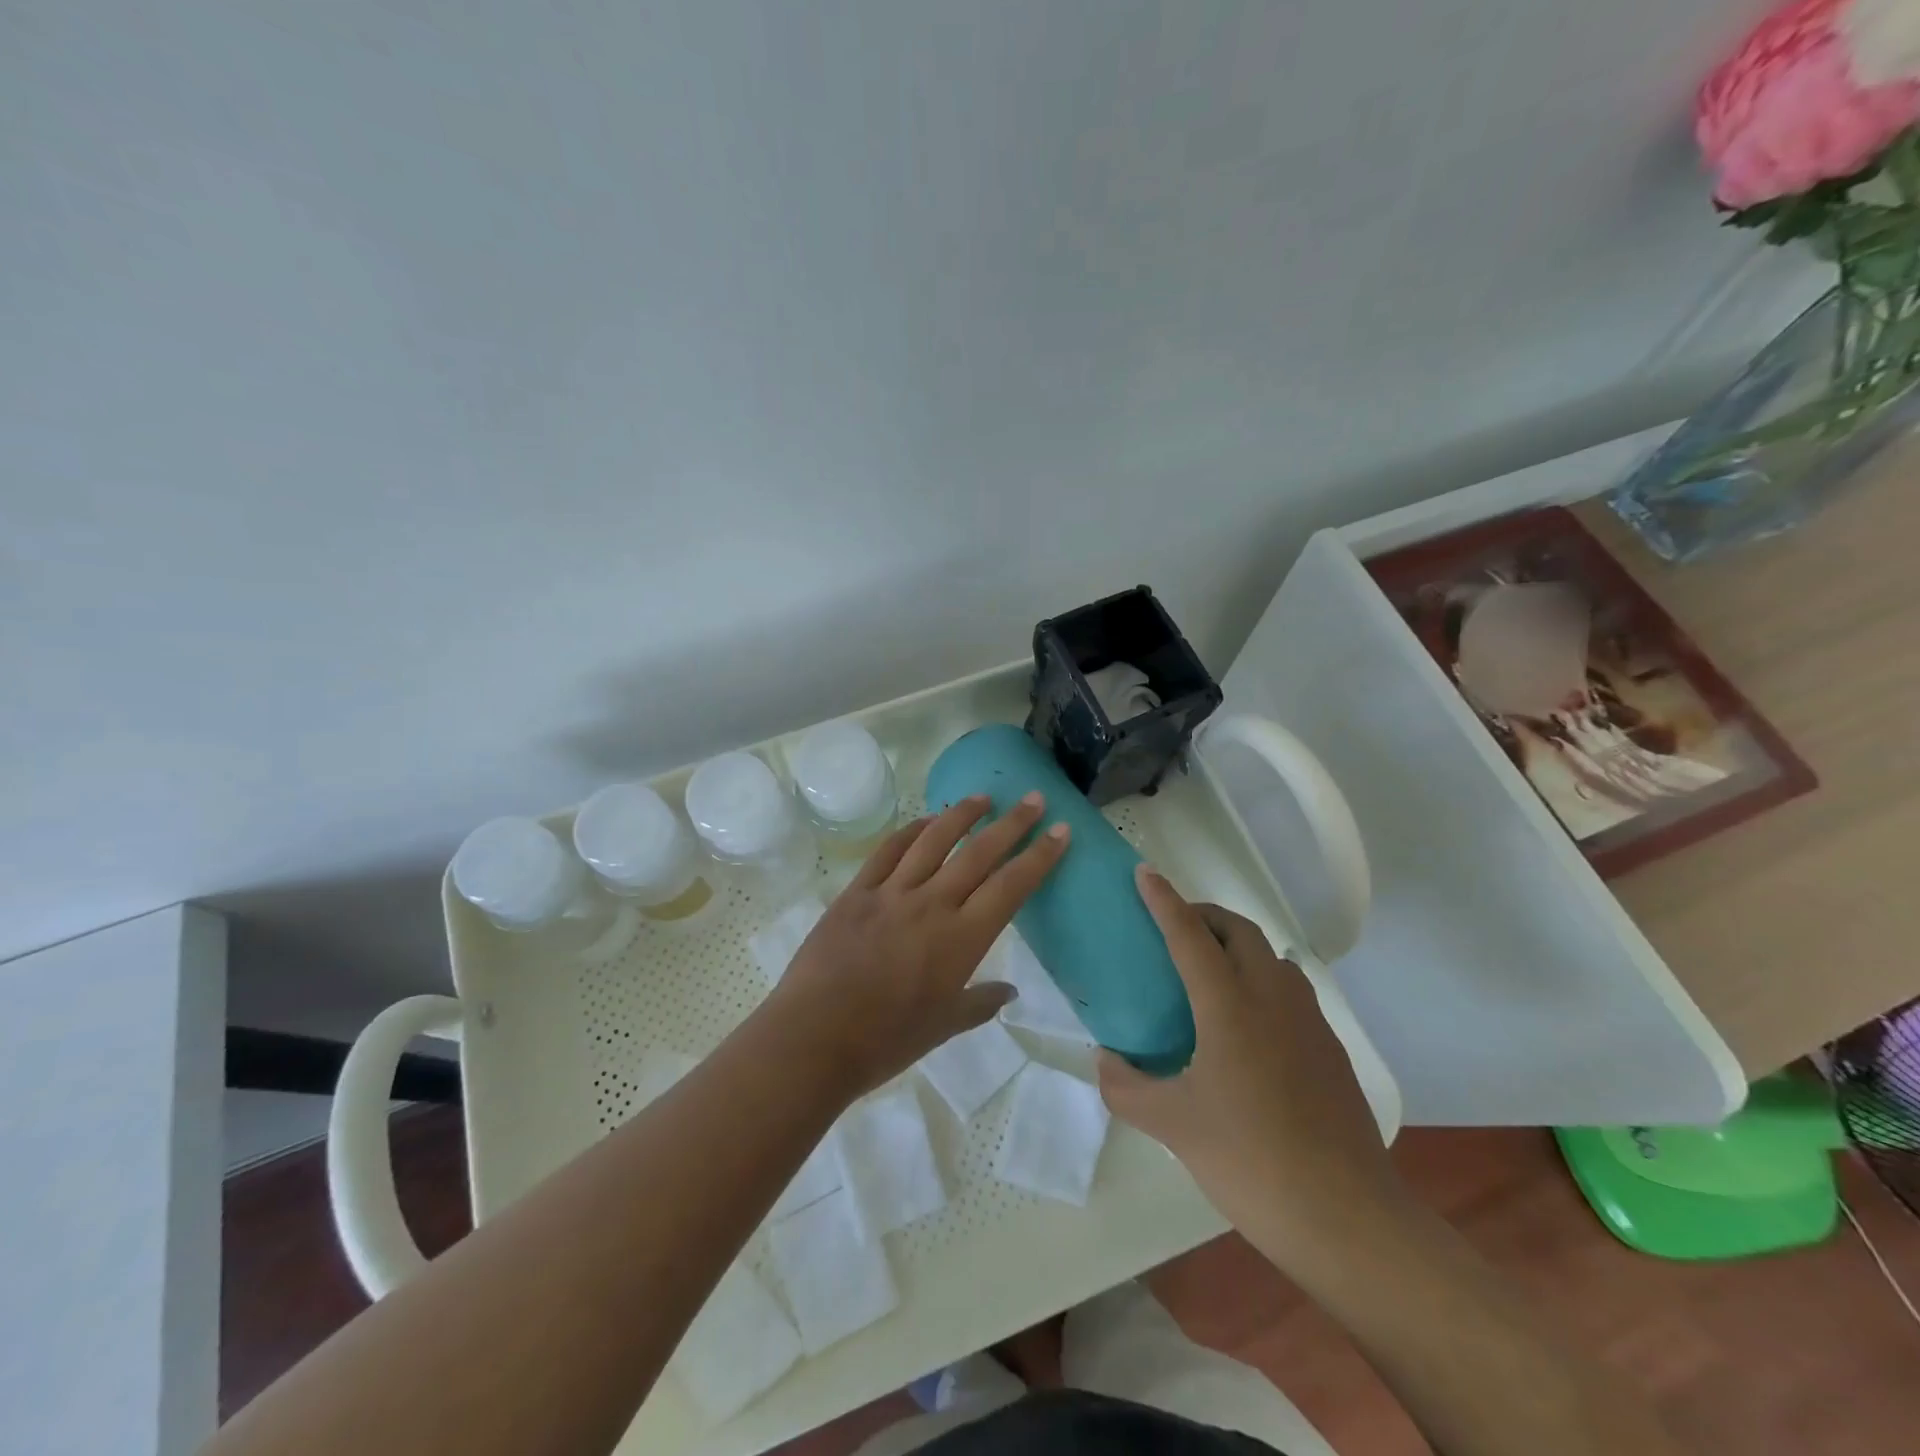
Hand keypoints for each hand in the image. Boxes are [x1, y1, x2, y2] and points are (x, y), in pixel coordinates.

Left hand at [765, 793, 1069, 1100]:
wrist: (814, 1037)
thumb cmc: (885, 1040)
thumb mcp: (943, 1026)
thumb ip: (980, 1003)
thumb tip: (1009, 991)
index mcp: (961, 939)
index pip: (1011, 887)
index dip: (1039, 856)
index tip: (1060, 830)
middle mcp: (932, 904)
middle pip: (979, 852)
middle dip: (1012, 823)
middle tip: (1034, 798)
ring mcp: (891, 893)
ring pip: (934, 841)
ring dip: (961, 815)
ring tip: (982, 797)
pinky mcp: (857, 891)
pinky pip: (888, 851)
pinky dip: (910, 831)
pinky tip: (924, 822)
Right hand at [1099, 867, 1403, 1256]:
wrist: (1347, 1218)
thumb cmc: (1250, 1160)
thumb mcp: (1171, 1125)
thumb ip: (1125, 1087)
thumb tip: (1104, 1059)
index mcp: (1229, 1005)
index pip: (1189, 933)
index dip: (1163, 899)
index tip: (1144, 873)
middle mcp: (1272, 996)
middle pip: (1238, 930)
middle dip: (1203, 914)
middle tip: (1172, 929)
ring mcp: (1308, 1020)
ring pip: (1270, 955)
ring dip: (1236, 944)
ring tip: (1207, 972)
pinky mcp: (1329, 1047)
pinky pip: (1289, 988)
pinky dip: (1260, 979)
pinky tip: (1246, 1024)